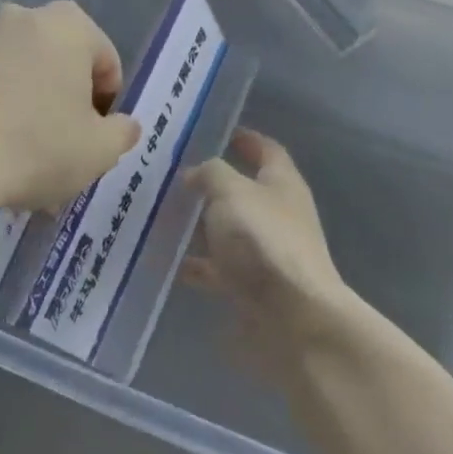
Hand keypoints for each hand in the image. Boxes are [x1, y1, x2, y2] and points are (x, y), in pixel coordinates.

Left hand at [0, 1, 140, 212]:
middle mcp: (27, 18)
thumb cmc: (39, 144)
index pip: (106, 62)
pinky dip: (4, 114)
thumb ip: (122, 133)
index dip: (107, 104)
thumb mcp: (100, 150)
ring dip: (36, 110)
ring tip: (31, 161)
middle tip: (67, 148)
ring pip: (28, 77)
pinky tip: (0, 157)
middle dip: (70, 103)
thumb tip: (125, 126)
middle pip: (65, 64)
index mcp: (70, 24)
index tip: (96, 138)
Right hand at [182, 131, 350, 361]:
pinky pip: (219, 269)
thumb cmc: (263, 242)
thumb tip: (195, 174)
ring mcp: (266, 253)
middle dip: (210, 183)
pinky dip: (197, 265)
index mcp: (282, 183)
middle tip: (170, 175)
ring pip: (228, 230)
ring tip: (160, 216)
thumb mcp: (231, 192)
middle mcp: (278, 214)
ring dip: (199, 224)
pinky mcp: (253, 289)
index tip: (213, 131)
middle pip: (243, 190)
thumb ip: (210, 174)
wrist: (292, 322)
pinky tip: (167, 262)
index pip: (266, 149)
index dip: (243, 138)